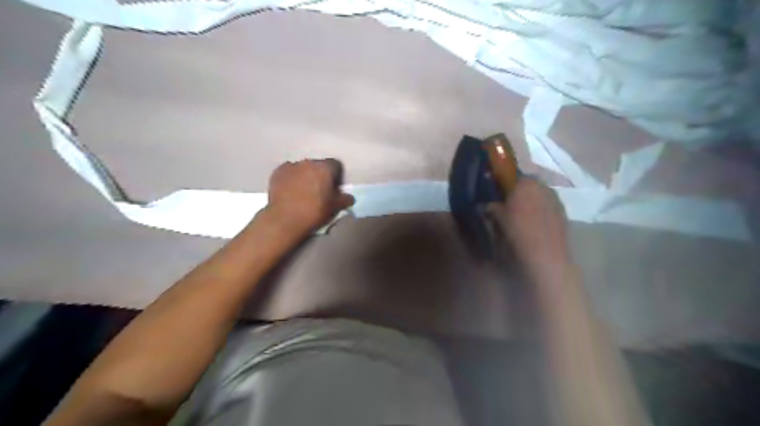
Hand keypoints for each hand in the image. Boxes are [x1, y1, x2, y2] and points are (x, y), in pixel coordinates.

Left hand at [265, 157, 355, 235]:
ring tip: (303, 191)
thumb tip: (349, 197)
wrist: (284, 220)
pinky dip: (291, 178)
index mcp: (325, 168)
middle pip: (318, 165)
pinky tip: (290, 190)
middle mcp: (308, 162)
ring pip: (303, 168)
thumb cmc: (314, 212)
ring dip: (305, 175)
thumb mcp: (334, 208)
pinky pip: (289, 172)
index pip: (336, 164)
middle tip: (319, 190)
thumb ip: (344, 199)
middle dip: (320, 175)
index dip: (336, 175)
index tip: (334, 187)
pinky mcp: (277, 172)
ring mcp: (291, 166)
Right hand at [486, 178, 569, 270]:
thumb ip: (491, 207)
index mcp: (525, 183)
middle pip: (528, 184)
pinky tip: (533, 224)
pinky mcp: (563, 213)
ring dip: (531, 201)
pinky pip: (548, 206)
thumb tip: (484, 205)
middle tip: (507, 204)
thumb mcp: (498, 219)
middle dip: (518, 192)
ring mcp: (556, 199)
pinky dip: (540, 211)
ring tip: (521, 215)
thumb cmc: (517, 232)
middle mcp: (542, 186)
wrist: (545, 255)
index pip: (512, 175)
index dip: (504, 183)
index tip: (497, 193)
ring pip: (539, 195)